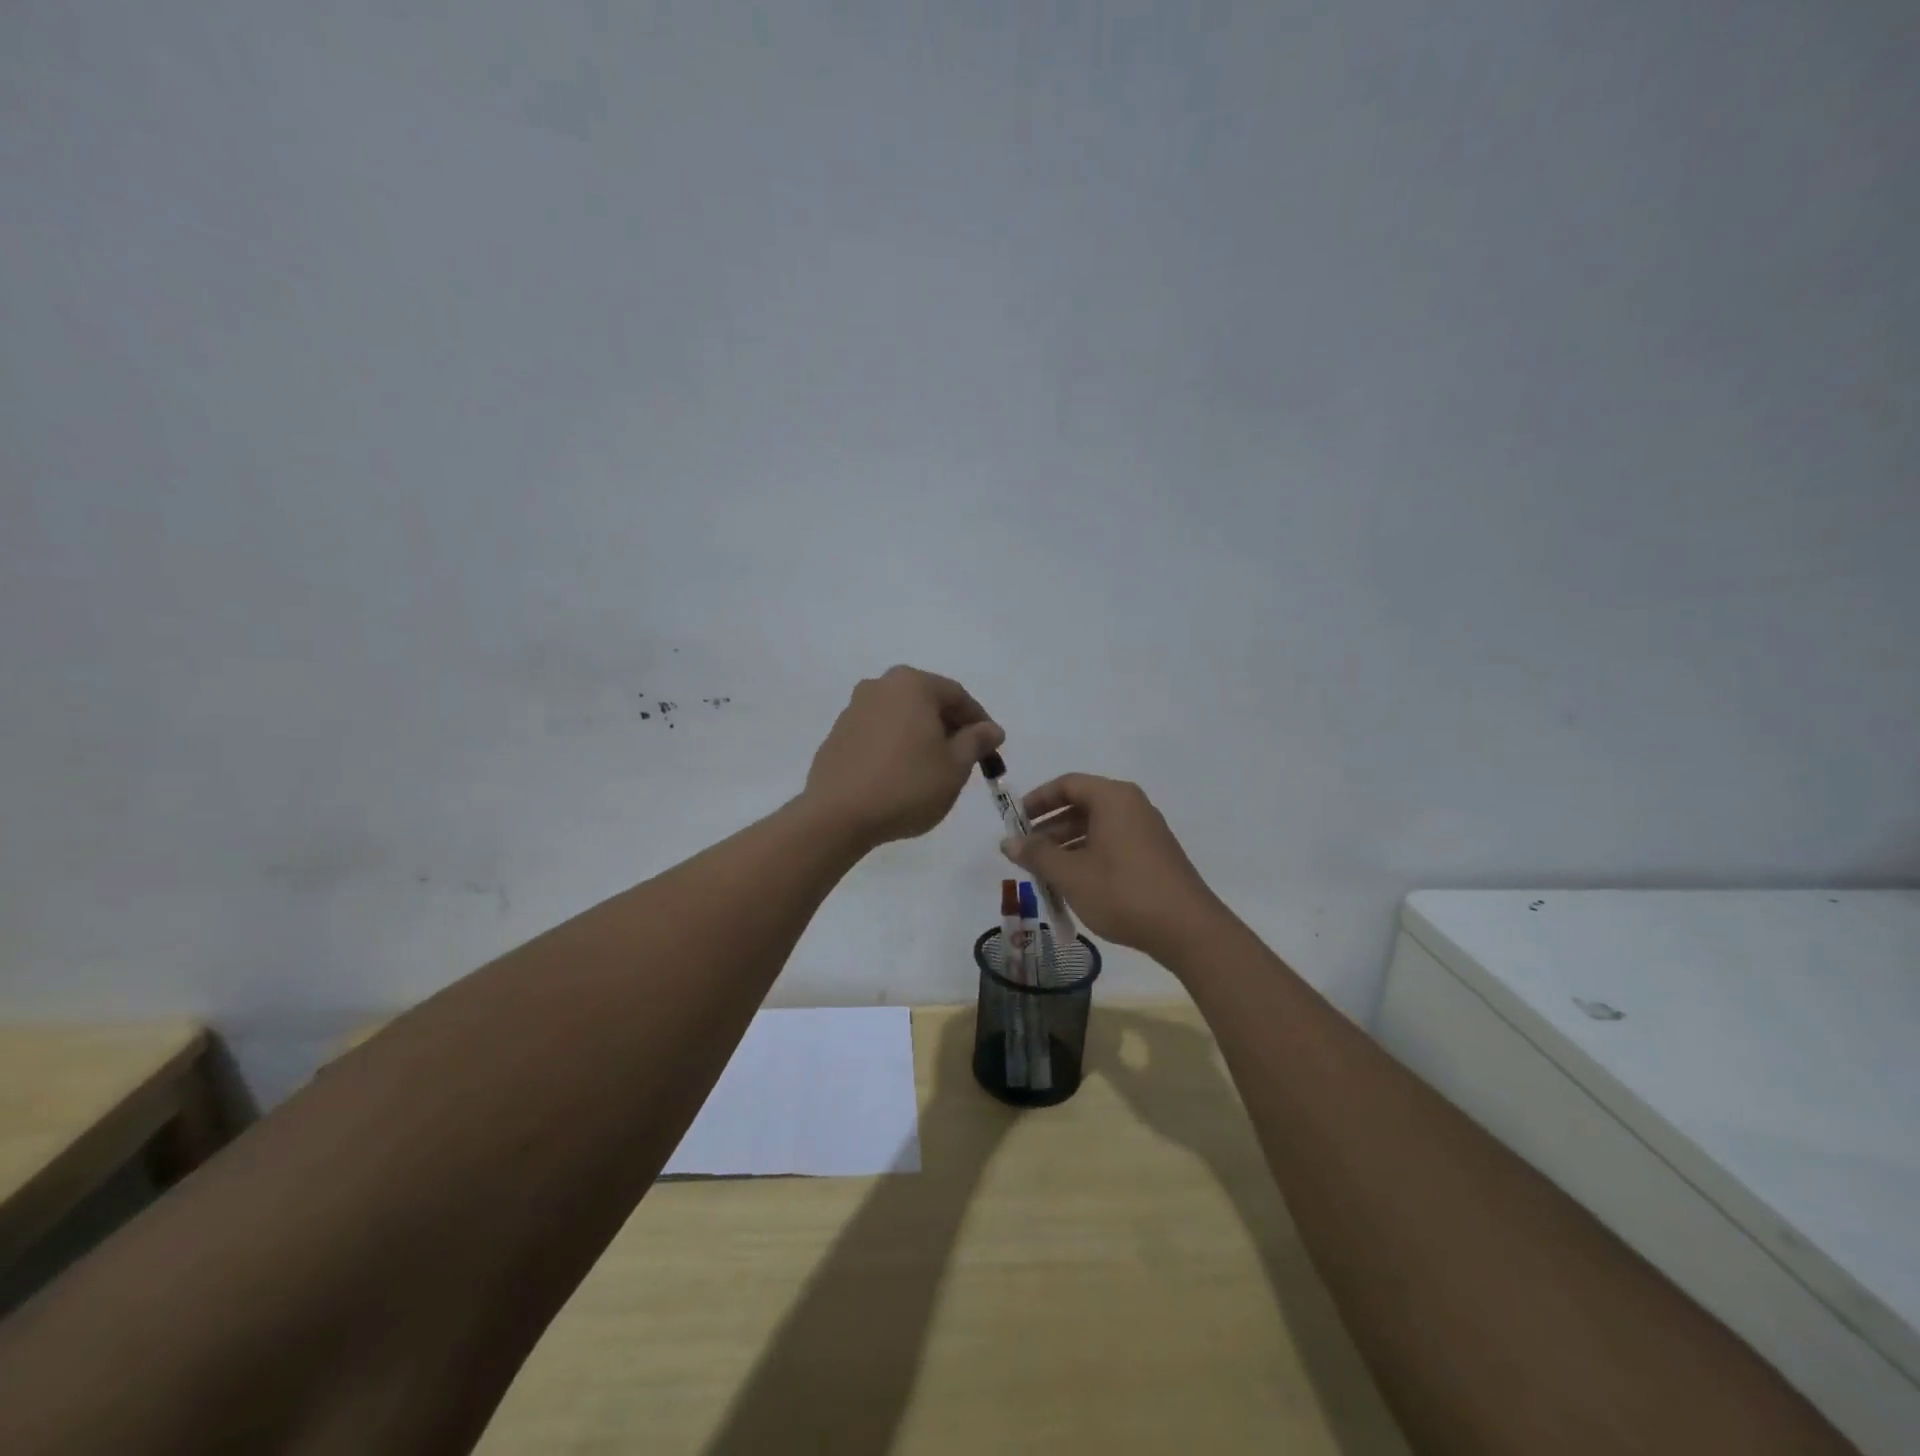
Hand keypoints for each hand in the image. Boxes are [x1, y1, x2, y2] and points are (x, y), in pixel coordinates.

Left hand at [804, 666, 1004, 848]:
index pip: (957, 696)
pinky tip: (901, 775)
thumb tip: (990, 729)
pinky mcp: (837, 735)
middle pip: (927, 701)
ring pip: (901, 717)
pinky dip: (896, 746)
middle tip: (965, 757)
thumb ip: (976, 741)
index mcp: (912, 684)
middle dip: (949, 727)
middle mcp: (880, 686)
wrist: (837, 815)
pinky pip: (878, 733)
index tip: (992, 747)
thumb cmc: (907, 785)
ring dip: (921, 736)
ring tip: (934, 768)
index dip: (979, 721)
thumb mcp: (955, 766)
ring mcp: (854, 709)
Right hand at [1001, 774, 1225, 959]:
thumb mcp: (1071, 874)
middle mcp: (1132, 806)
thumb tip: (1008, 842)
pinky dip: (1087, 855)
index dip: (1037, 800)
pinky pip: (1112, 843)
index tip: (1014, 821)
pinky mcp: (1153, 855)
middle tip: (1024, 851)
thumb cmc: (1123, 892)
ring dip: (1066, 845)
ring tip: (1043, 872)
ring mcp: (1146, 831)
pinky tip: (1073, 883)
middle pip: (1082, 804)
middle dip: (1049, 826)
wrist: (1188, 930)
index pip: (1067, 784)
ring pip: (1096, 827)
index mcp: (1113, 798)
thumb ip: (1037, 855)